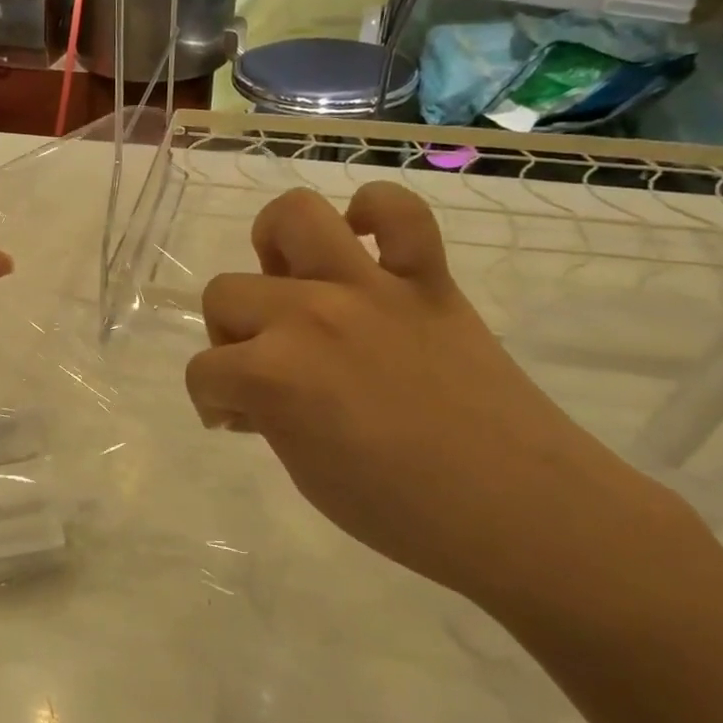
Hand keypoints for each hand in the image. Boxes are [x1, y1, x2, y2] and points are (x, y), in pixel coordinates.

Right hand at [185, 184, 701, 617]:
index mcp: (271, 374)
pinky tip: (365, 243)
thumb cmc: (400, 511)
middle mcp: (308, 315)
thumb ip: (265, 414)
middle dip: (231, 335)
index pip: (203, 371)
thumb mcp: (303, 470)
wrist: (519, 511)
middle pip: (225, 293)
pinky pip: (400, 211)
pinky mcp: (427, 280)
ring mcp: (370, 288)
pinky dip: (375, 213)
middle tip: (264, 365)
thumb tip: (251, 394)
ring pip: (293, 217)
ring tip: (292, 281)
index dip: (210, 399)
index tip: (234, 419)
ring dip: (275, 245)